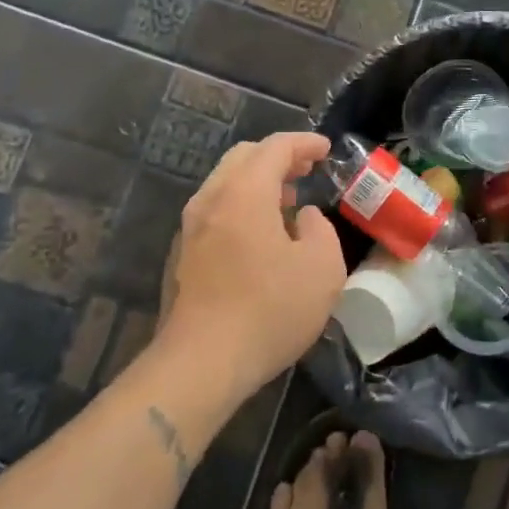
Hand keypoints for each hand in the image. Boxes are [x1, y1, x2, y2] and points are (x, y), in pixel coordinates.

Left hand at [158, 132, 347, 394]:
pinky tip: (261, 236)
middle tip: (307, 170)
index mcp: (244, 193)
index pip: (275, 148)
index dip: (304, 143)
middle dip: (278, 157)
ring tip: (287, 201)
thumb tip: (302, 218)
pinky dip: (241, 206)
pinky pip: (215, 212)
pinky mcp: (181, 256)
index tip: (326, 150)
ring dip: (258, 183)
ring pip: (225, 185)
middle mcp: (211, 200)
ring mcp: (189, 229)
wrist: (201, 364)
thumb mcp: (322, 268)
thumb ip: (319, 230)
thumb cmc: (269, 311)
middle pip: (243, 158)